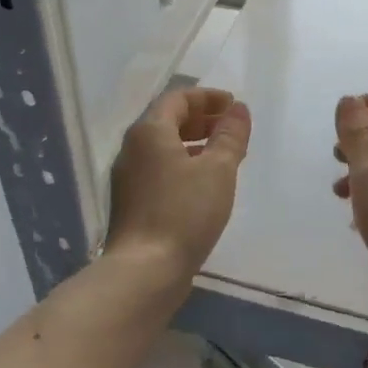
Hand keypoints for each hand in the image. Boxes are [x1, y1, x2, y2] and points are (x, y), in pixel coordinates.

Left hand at [107, 86, 251, 281]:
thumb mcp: (218, 170)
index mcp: (149, 132)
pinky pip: (159, 171)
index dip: (207, 97)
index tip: (233, 105)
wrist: (144, 270)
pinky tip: (204, 185)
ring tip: (223, 155)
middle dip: (201, 120)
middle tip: (230, 128)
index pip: (177, 99)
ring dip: (193, 144)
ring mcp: (128, 178)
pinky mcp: (131, 203)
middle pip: (167, 121)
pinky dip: (183, 166)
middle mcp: (132, 149)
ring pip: (163, 148)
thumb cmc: (184, 212)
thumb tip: (238, 110)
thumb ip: (230, 136)